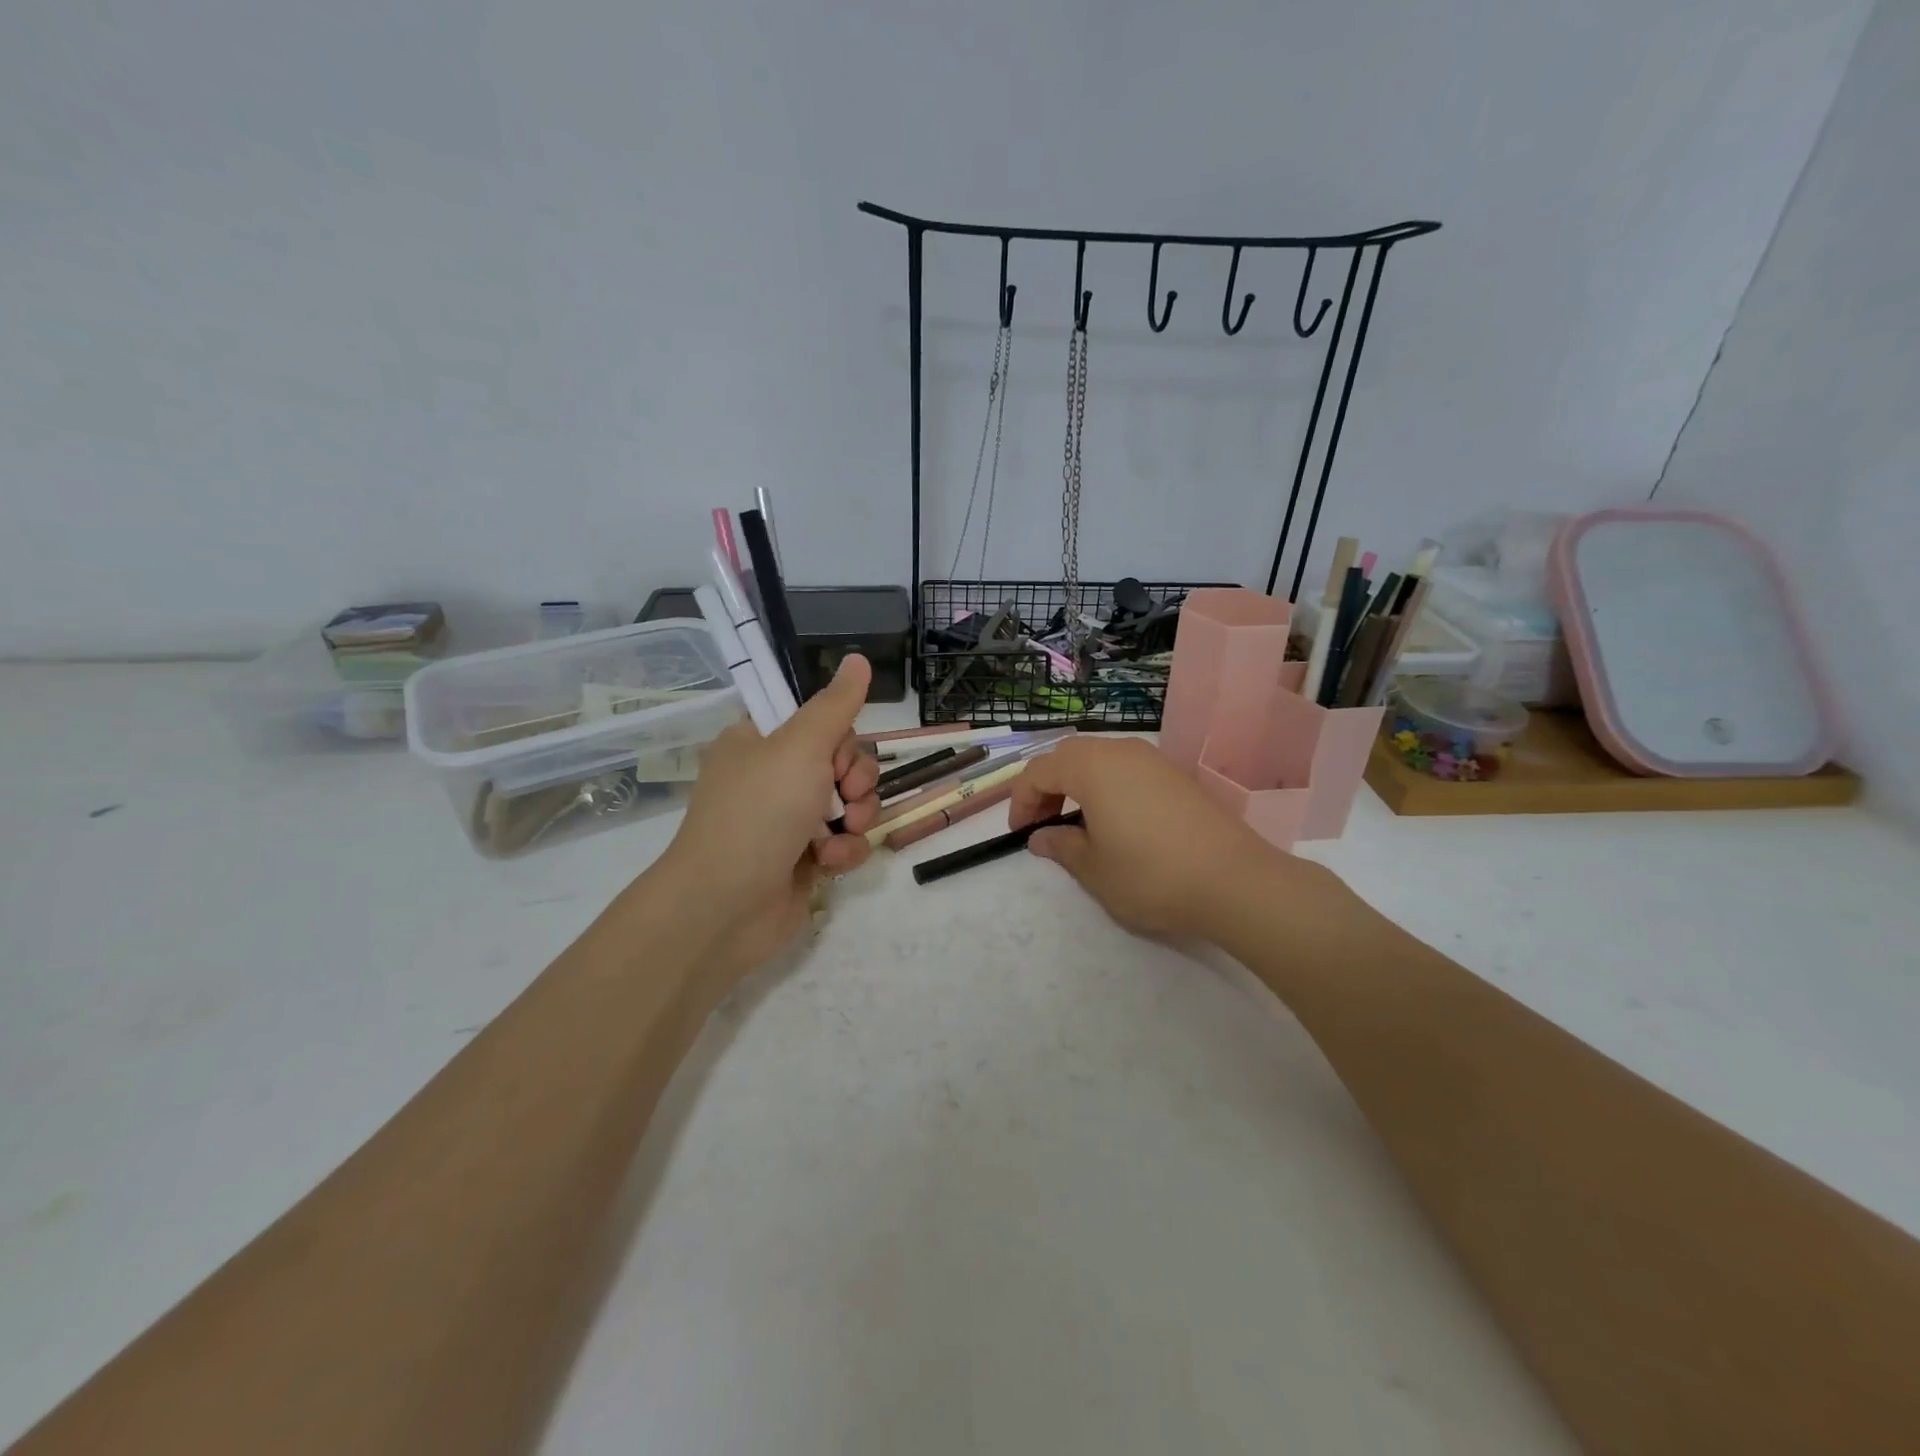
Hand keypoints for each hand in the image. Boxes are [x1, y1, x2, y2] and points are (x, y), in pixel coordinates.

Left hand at [653, 655, 881, 975]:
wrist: (726, 906)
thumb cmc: (759, 813)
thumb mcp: (800, 746)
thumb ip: (836, 705)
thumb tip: (859, 658)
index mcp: (759, 743)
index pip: (820, 723)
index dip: (841, 740)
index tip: (837, 756)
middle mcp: (773, 778)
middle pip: (843, 764)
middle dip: (856, 782)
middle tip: (845, 797)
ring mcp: (788, 821)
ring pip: (850, 804)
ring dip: (856, 818)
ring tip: (839, 834)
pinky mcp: (803, 860)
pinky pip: (843, 842)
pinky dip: (844, 851)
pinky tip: (829, 863)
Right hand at [1008, 736, 1331, 941]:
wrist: (1234, 881)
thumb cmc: (1151, 875)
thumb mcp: (1094, 869)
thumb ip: (1061, 847)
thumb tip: (1041, 837)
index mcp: (1092, 768)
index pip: (1039, 771)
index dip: (1021, 800)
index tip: (1020, 833)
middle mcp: (1121, 752)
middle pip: (1068, 756)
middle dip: (1048, 787)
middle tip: (1044, 824)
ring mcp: (1154, 760)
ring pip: (1100, 759)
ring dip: (1078, 785)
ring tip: (1078, 823)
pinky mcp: (1177, 776)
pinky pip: (1127, 770)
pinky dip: (1108, 787)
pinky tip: (1117, 822)